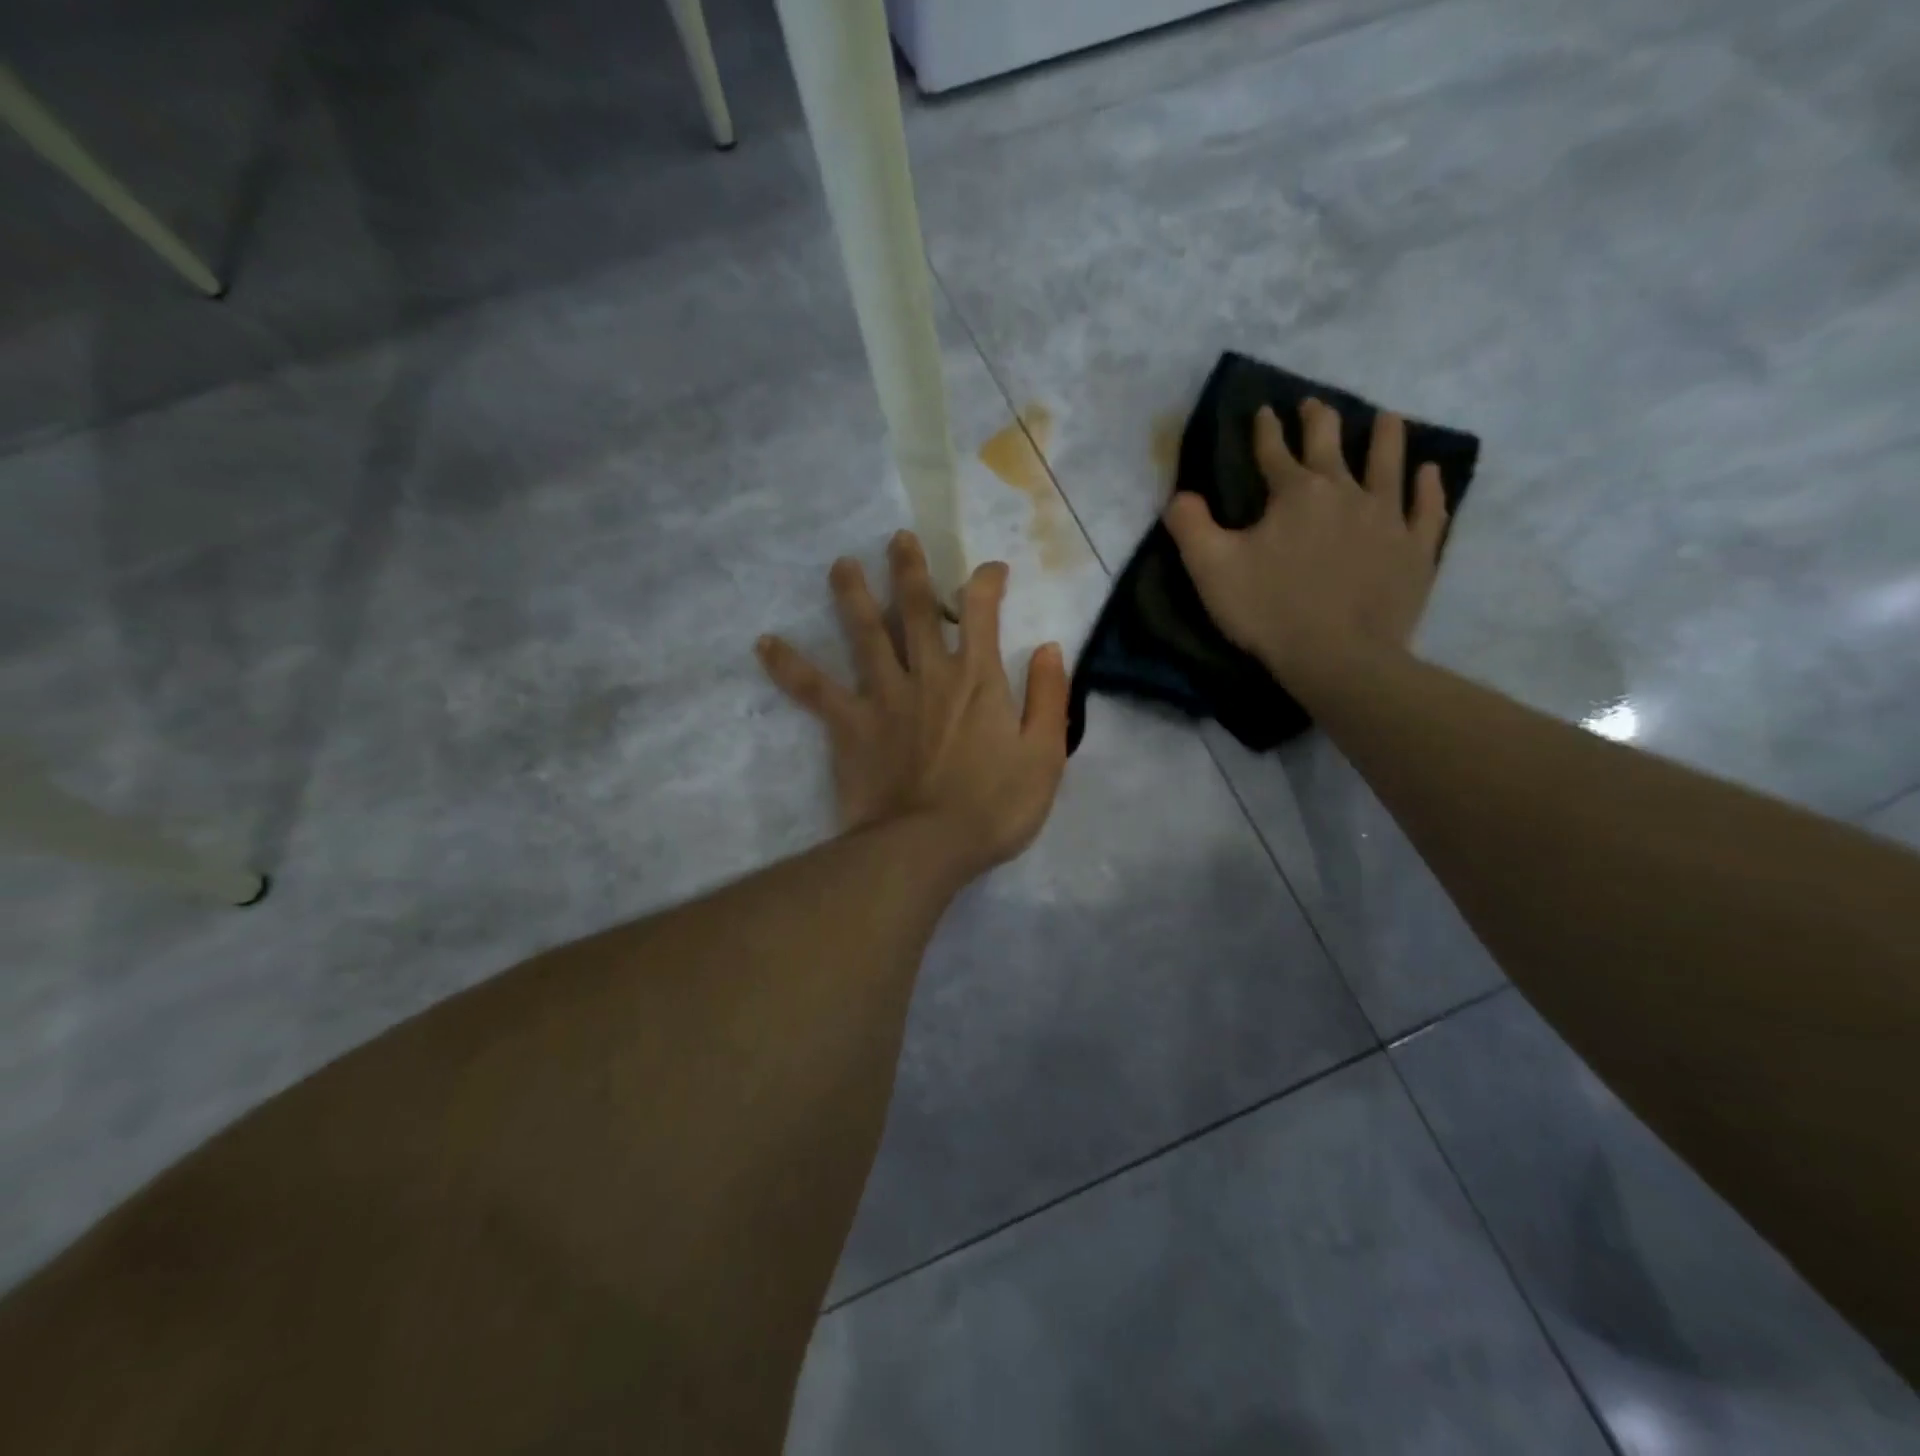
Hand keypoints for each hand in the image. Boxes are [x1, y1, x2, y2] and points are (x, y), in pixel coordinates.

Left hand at [757, 531, 1068, 878]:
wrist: (928, 847)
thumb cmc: (994, 807)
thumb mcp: (1045, 756)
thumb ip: (1050, 698)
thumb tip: (1050, 648)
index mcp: (978, 678)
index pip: (982, 611)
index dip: (986, 582)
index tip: (990, 570)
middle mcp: (928, 673)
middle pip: (917, 608)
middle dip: (910, 570)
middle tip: (897, 538)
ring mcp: (884, 695)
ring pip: (866, 633)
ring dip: (853, 595)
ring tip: (840, 565)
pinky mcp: (849, 723)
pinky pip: (813, 689)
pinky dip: (789, 665)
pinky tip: (764, 643)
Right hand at [1165, 400, 1448, 681]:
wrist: (1339, 657)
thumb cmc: (1269, 610)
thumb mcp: (1211, 569)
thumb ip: (1190, 526)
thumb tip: (1180, 496)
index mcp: (1295, 494)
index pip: (1275, 451)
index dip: (1266, 430)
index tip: (1264, 411)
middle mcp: (1346, 492)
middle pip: (1333, 445)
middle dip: (1320, 420)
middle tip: (1315, 405)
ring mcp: (1388, 518)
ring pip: (1390, 464)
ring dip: (1386, 437)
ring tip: (1387, 418)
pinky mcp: (1415, 550)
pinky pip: (1427, 509)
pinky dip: (1429, 487)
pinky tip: (1429, 473)